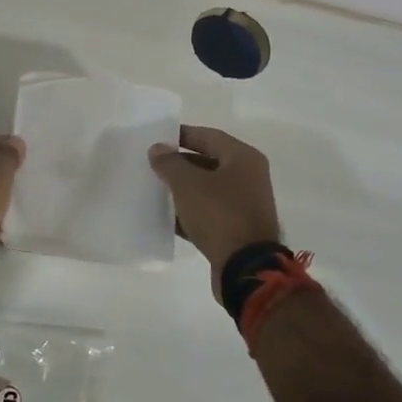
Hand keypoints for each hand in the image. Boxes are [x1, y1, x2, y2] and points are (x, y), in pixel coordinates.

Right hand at [149, 126, 280, 298]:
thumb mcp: (188, 184)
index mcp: (244, 158)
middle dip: (180, 163)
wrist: (246, 266)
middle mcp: (249, 177)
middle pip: (209, 162)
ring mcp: (244, 205)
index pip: (209, 136)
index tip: (157, 139)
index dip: (182, 135)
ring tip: (155, 189)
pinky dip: (190, 212)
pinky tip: (166, 216)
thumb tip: (158, 148)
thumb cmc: (219, 214)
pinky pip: (209, 213)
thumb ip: (170, 163)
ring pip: (208, 189)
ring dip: (183, 189)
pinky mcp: (237, 229)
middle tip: (153, 164)